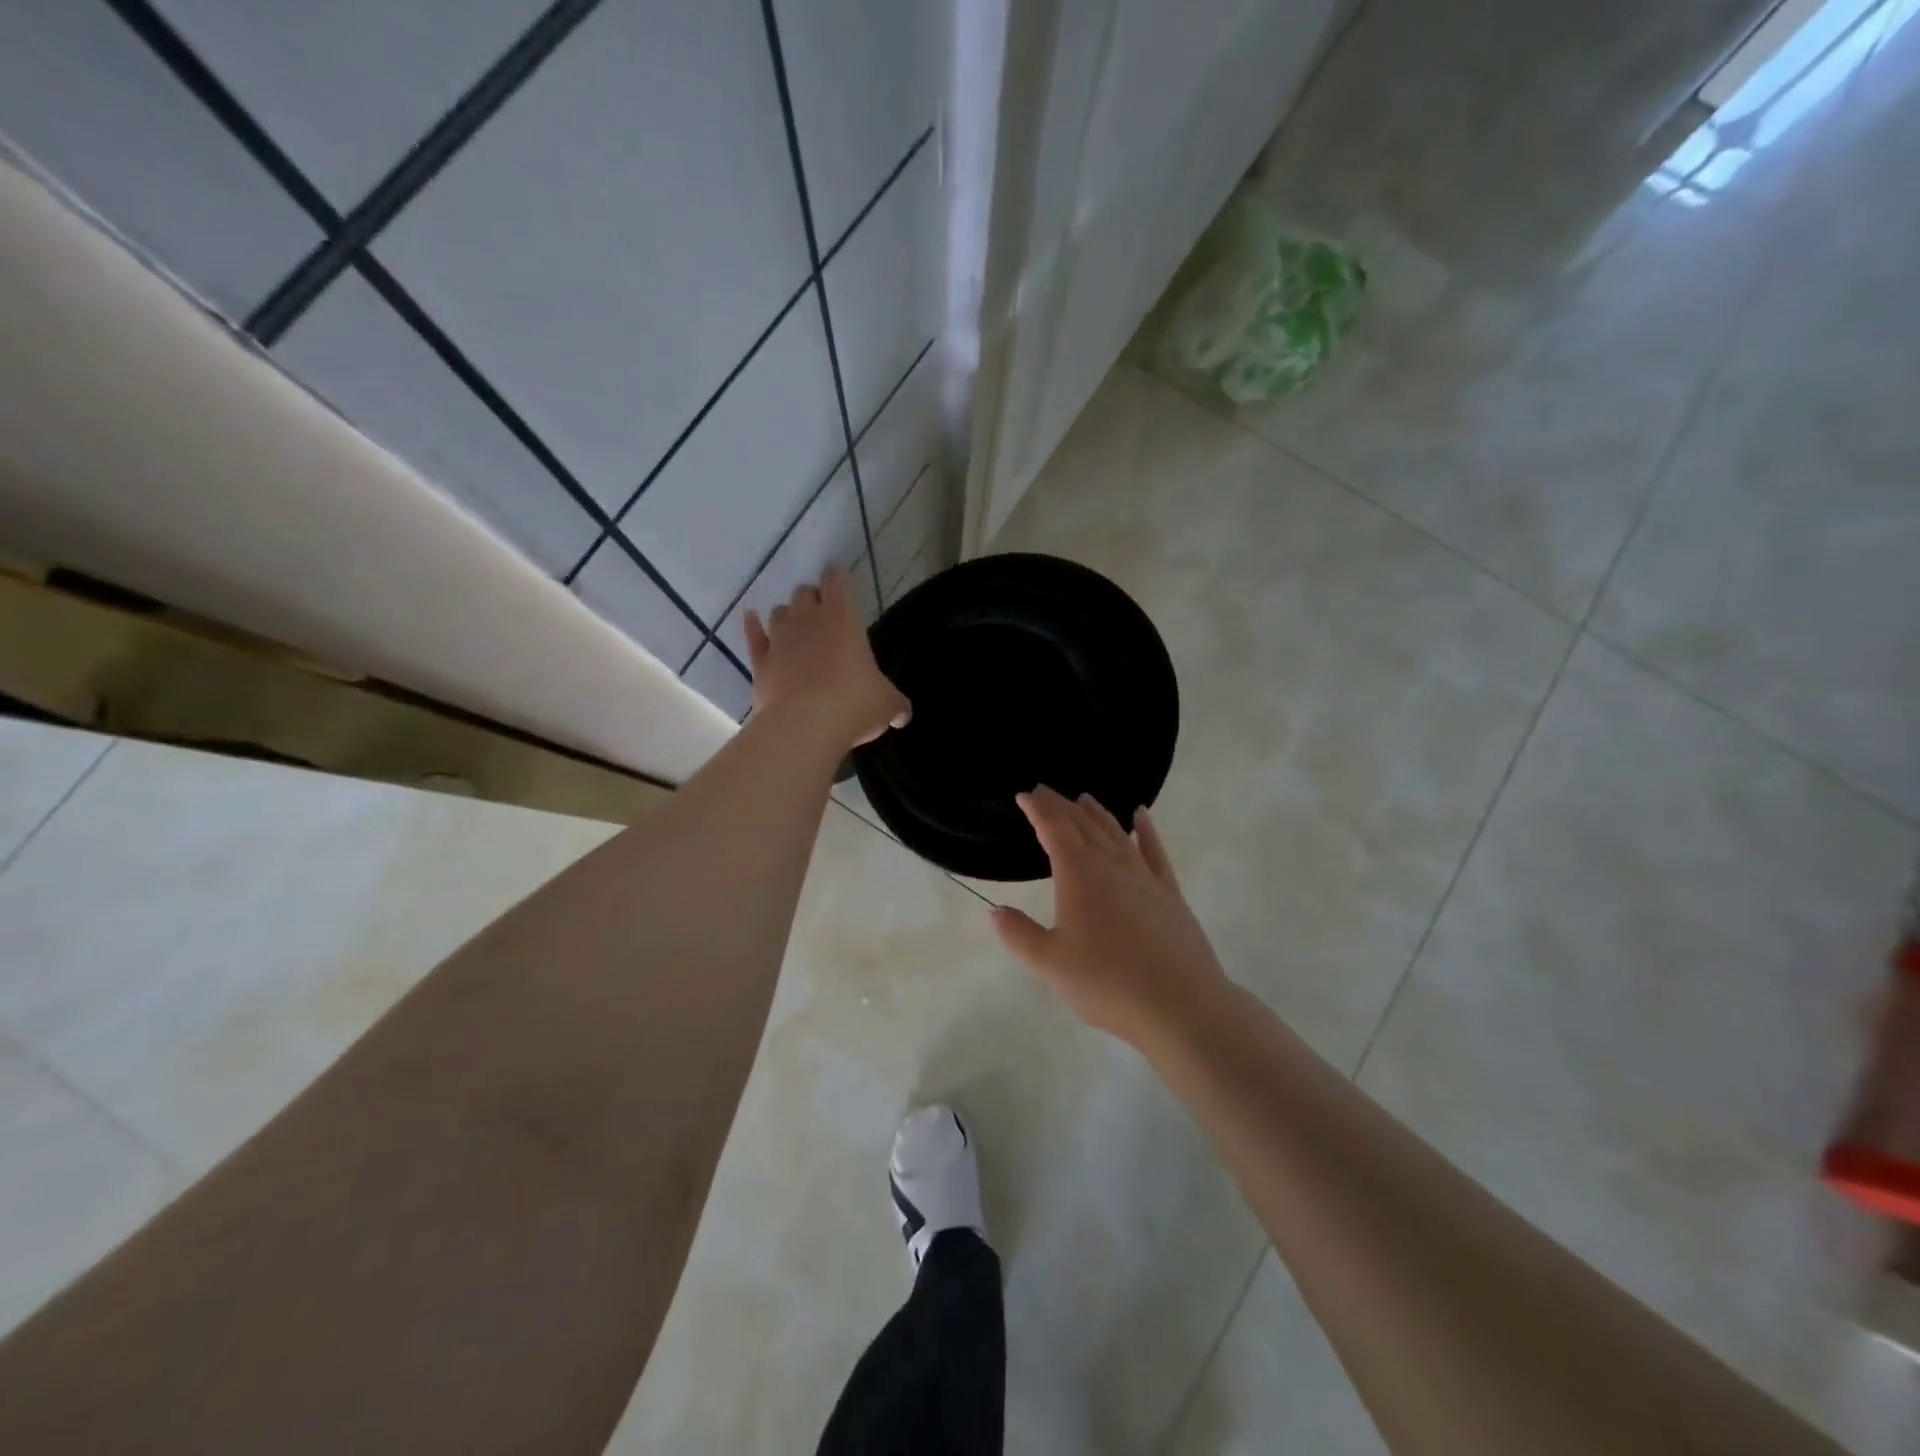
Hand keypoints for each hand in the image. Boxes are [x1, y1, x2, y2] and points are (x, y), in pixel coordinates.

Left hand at [743, 565, 909, 748]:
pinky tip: (750, 618)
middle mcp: (808, 619)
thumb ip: (896, 705)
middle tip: (823, 615)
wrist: (804, 728)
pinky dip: (752, 626)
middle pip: (804, 592)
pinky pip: (752, 635)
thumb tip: (903, 716)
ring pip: (779, 612)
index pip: (837, 579)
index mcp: (843, 618)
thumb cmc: (853, 705)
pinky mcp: (759, 662)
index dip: (838, 577)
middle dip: (813, 599)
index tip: (840, 580)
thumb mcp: (887, 705)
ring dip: (788, 616)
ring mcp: (779, 639)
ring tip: (796, 630)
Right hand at [989, 786, 1229, 1047]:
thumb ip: (1020, 935)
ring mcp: (1144, 875)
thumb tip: (994, 912)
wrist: (1180, 1003)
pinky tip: (1141, 816)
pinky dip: (1145, 829)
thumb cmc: (1107, 982)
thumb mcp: (1051, 963)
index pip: (1054, 829)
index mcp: (1079, 874)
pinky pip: (1154, 850)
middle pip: (1084, 824)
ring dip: (1097, 813)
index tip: (1025, 795)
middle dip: (1062, 806)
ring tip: (1084, 798)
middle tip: (1046, 792)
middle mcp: (1111, 864)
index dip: (1038, 810)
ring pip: (1116, 832)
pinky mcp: (1169, 892)